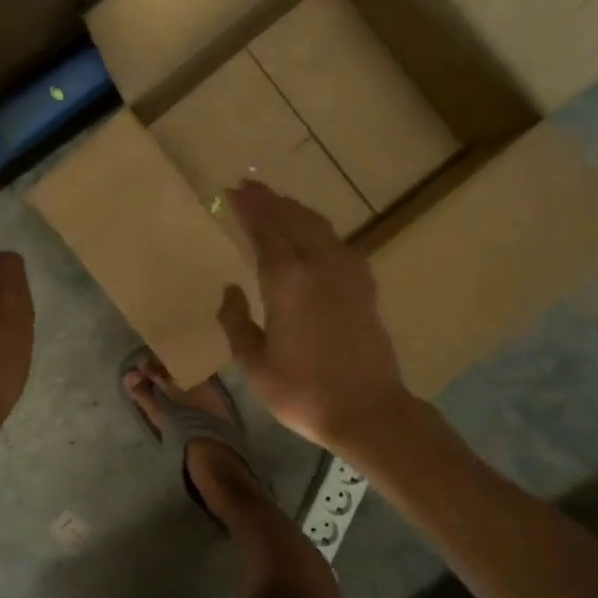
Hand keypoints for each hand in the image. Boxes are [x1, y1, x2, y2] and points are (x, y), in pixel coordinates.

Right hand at [217, 181, 410, 452]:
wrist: (367, 410)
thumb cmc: (302, 391)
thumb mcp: (254, 364)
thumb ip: (237, 322)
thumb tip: (231, 290)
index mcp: (287, 280)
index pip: (264, 231)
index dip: (248, 209)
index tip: (231, 192)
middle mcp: (318, 265)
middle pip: (291, 219)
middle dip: (269, 200)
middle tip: (248, 187)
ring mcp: (347, 272)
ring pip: (317, 226)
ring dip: (294, 210)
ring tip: (276, 202)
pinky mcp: (364, 285)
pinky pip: (336, 242)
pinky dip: (317, 229)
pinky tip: (312, 235)